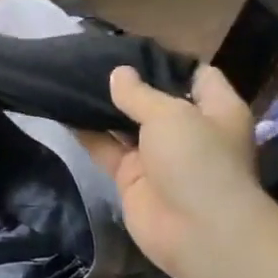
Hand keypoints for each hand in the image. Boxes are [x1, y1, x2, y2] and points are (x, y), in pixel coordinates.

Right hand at [81, 65, 262, 277]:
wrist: (196, 231)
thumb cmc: (198, 160)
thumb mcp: (170, 114)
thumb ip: (140, 93)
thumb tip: (119, 74)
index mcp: (215, 110)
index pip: (196, 75)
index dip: (167, 61)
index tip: (131, 47)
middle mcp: (188, 130)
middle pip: (155, 100)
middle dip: (127, 83)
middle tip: (90, 59)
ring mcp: (158, 156)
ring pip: (125, 124)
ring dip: (103, 107)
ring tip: (71, 78)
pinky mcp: (131, 177)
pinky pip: (106, 149)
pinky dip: (87, 134)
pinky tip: (62, 112)